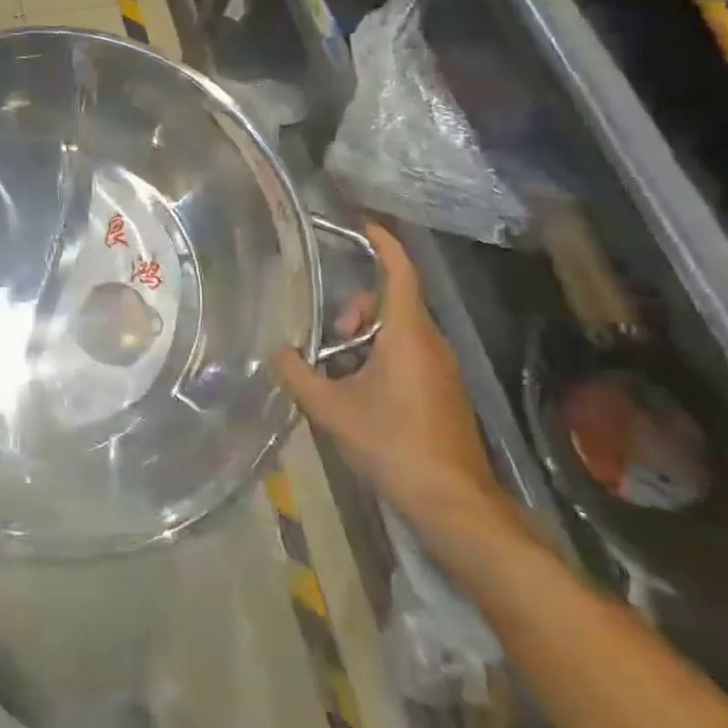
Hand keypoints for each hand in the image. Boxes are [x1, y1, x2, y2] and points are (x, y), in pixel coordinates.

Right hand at [268, 223, 508, 530]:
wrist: (453, 502)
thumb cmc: (392, 444)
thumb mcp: (330, 409)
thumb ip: (297, 375)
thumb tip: (275, 352)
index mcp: (407, 334)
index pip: (399, 272)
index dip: (383, 243)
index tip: (361, 225)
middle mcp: (430, 343)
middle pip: (392, 302)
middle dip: (356, 306)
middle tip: (328, 334)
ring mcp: (441, 369)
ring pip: (399, 330)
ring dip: (364, 336)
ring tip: (335, 368)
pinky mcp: (443, 392)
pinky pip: (408, 354)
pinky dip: (379, 357)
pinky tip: (355, 391)